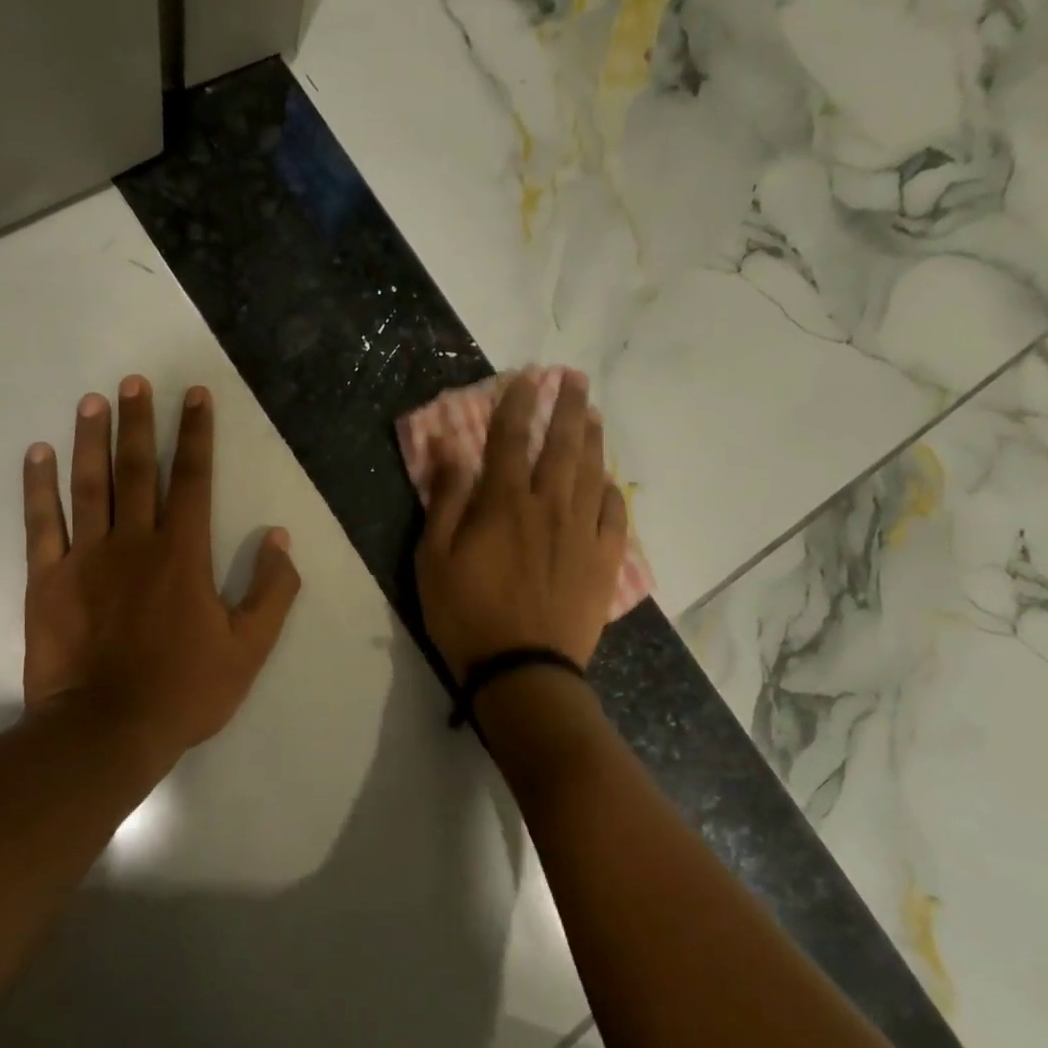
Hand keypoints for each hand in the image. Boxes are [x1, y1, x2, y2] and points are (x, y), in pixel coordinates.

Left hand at [21, 376, 301, 763]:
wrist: (106, 731)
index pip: (194, 480)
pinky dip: (38, 486)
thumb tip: (280, 539)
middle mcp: (134, 542)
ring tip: (92, 400)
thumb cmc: (183, 691)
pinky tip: (37, 454)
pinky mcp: (48, 579)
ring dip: (91, 439)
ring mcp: (86, 557)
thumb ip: (271, 592)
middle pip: (138, 470)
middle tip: (135, 381)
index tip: (195, 395)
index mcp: (183, 554)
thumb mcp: (248, 649)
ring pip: (89, 484)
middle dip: (140, 422)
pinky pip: (41, 523)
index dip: (197, 435)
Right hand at [414, 370, 627, 678]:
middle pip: (562, 446)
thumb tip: (449, 449)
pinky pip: (613, 514)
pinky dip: (610, 491)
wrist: (522, 670)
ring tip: (593, 414)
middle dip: (566, 407)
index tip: (525, 378)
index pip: (511, 439)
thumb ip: (445, 500)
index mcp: (504, 503)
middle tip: (573, 379)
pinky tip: (607, 481)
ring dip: (592, 438)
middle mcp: (549, 506)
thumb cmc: (466, 614)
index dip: (517, 404)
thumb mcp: (434, 558)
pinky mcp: (603, 560)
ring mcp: (582, 532)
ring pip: (591, 472)